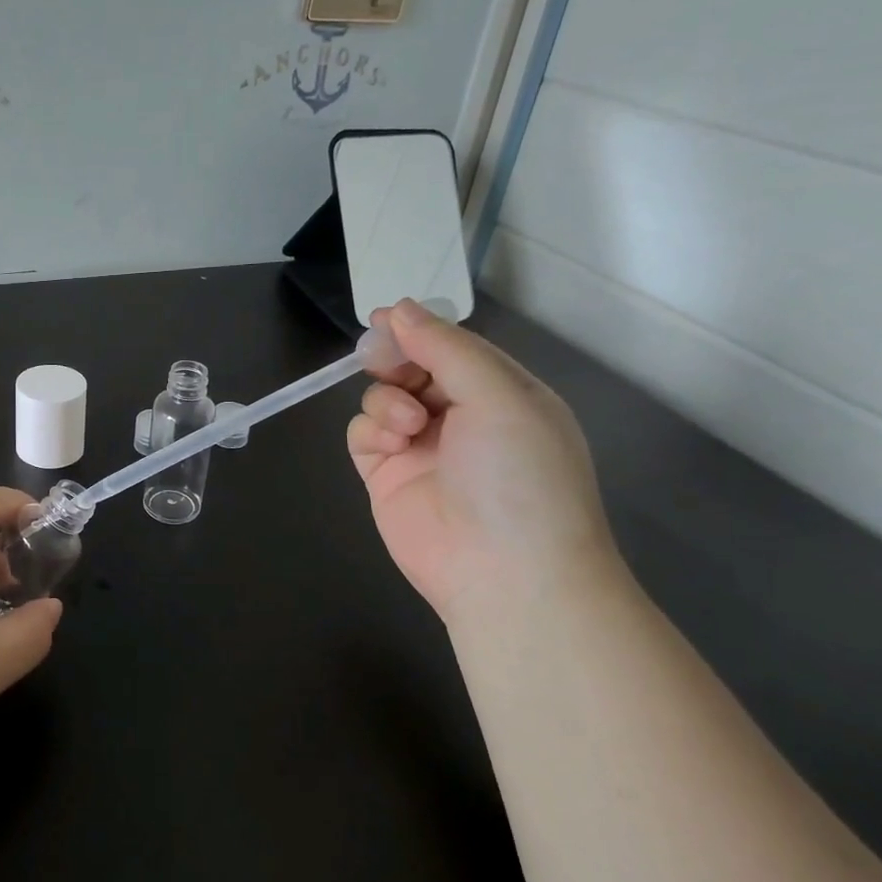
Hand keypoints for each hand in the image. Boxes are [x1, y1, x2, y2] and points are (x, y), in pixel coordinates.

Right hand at [347, 299, 618, 621]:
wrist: (505, 572)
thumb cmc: (518, 474)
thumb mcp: (498, 396)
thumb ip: (445, 348)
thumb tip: (399, 309)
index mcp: (502, 395)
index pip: (454, 348)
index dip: (420, 330)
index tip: (384, 318)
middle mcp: (462, 418)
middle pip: (412, 369)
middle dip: (395, 359)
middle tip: (380, 358)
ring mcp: (421, 448)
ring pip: (381, 397)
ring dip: (386, 400)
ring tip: (406, 423)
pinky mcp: (386, 476)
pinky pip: (363, 433)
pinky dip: (370, 430)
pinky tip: (390, 442)